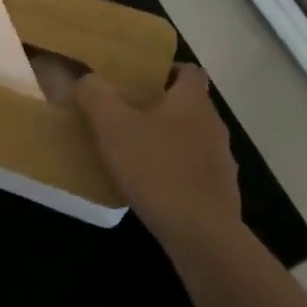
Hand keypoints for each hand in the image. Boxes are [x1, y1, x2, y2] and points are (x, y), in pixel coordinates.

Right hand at [76, 65, 240, 250]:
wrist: (202, 236)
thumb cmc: (157, 169)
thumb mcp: (112, 127)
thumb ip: (94, 95)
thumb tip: (85, 78)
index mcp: (193, 100)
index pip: (190, 70)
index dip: (167, 70)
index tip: (141, 81)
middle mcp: (213, 124)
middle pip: (189, 105)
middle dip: (161, 107)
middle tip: (127, 114)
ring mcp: (222, 161)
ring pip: (193, 139)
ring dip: (169, 142)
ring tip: (136, 152)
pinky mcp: (222, 194)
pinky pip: (196, 172)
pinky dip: (177, 173)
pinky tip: (153, 187)